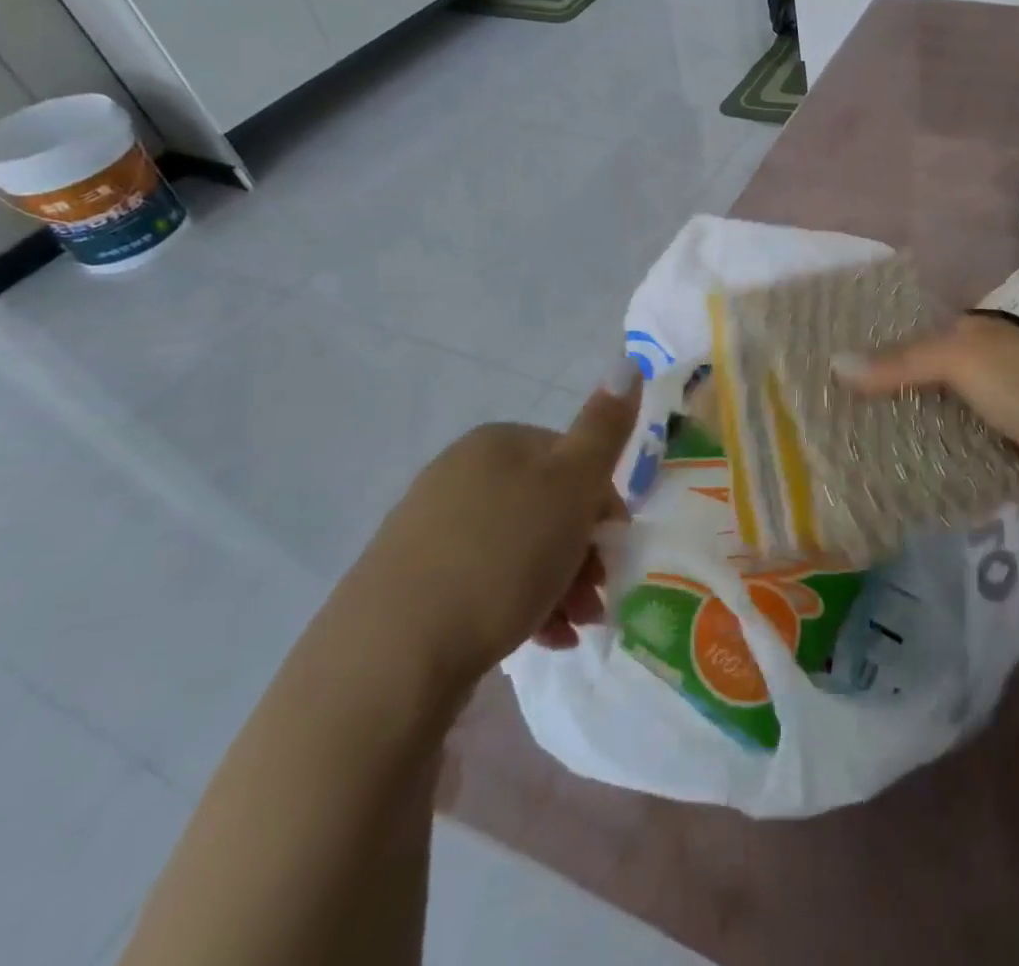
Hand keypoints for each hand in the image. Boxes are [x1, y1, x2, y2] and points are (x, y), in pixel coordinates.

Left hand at [352, 359, 640, 686]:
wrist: (392, 656)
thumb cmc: (502, 556)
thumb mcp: (571, 484)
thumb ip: (604, 427)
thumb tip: (627, 362)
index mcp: (499, 442)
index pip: (574, 460)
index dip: (604, 505)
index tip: (616, 549)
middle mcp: (461, 473)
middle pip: (548, 506)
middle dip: (584, 551)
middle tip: (599, 597)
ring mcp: (431, 527)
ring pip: (521, 547)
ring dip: (561, 583)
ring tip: (575, 627)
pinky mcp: (412, 581)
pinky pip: (486, 581)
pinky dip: (523, 604)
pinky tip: (543, 640)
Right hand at [838, 315, 1018, 504]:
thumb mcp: (959, 358)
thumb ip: (899, 362)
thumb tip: (835, 366)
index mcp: (981, 336)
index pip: (922, 336)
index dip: (886, 349)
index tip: (843, 368)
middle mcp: (990, 371)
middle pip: (930, 381)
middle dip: (894, 396)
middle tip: (843, 414)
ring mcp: (1000, 415)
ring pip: (944, 421)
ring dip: (914, 433)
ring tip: (861, 446)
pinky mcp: (1006, 457)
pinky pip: (961, 457)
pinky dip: (937, 464)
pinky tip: (902, 474)